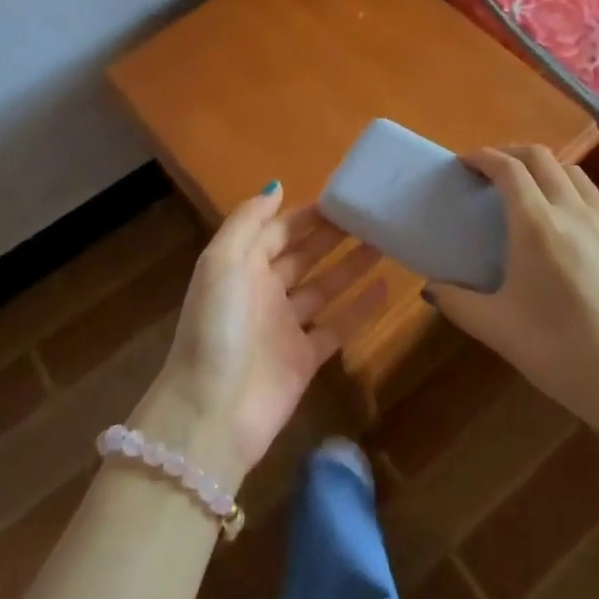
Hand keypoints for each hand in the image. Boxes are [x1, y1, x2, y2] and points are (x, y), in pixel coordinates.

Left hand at [139, 185, 384, 485]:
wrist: (213, 412)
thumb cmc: (217, 326)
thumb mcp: (222, 262)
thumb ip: (248, 221)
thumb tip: (276, 186)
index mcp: (241, 267)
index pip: (277, 231)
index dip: (306, 215)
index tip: (342, 198)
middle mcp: (263, 292)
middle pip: (302, 256)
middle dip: (332, 236)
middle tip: (371, 216)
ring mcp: (284, 327)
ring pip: (323, 288)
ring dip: (350, 266)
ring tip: (384, 243)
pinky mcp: (304, 360)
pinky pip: (337, 327)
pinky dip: (360, 309)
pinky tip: (385, 288)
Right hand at [429, 146, 598, 447]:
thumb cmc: (564, 354)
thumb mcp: (499, 332)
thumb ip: (458, 303)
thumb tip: (431, 289)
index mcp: (537, 226)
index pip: (508, 169)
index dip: (483, 157)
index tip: (463, 164)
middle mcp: (573, 211)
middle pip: (540, 157)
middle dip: (510, 153)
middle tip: (488, 173)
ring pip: (571, 171)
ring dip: (543, 167)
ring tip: (525, 190)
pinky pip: (592, 194)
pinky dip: (568, 187)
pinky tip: (562, 220)